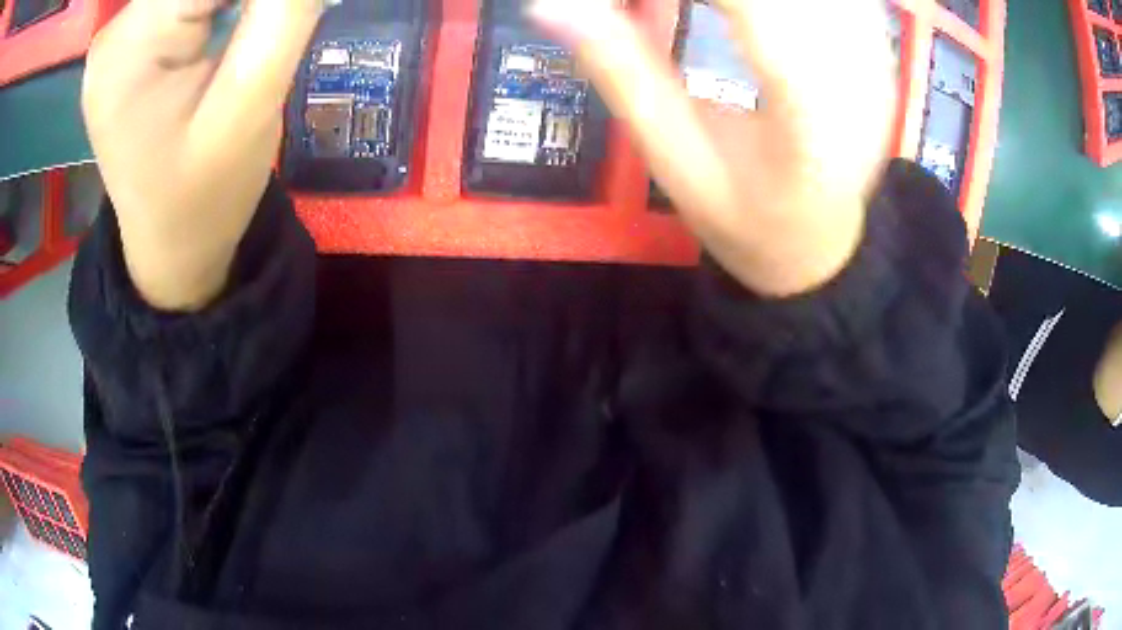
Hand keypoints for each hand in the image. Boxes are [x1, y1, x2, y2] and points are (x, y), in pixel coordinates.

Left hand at [82, 0, 324, 309]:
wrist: (170, 245)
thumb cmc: (204, 196)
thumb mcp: (249, 109)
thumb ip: (280, 16)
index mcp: (127, 50)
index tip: (292, 10)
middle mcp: (115, 32)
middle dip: (249, 0)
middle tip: (279, 23)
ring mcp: (120, 34)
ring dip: (238, 2)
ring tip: (252, 36)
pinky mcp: (132, 39)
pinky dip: (225, 3)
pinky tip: (237, 23)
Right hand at [530, 0, 895, 295]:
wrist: (821, 246)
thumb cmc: (745, 220)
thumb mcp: (675, 161)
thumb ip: (622, 73)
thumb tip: (550, 6)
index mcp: (810, 127)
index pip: (754, 14)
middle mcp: (860, 85)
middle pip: (785, 0)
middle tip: (641, 5)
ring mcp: (877, 64)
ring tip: (692, 9)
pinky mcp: (877, 51)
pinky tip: (741, 11)